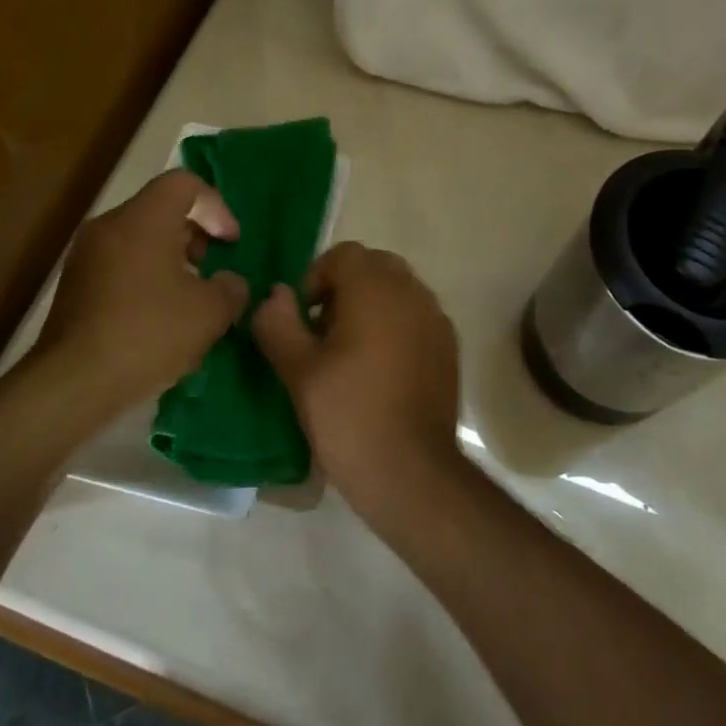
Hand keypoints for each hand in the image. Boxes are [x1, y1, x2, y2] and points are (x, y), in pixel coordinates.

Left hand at [33, 170, 249, 412]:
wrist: (74, 382)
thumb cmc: (149, 333)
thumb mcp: (210, 312)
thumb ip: (231, 288)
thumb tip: (231, 283)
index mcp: (143, 218)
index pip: (185, 183)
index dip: (216, 207)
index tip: (230, 243)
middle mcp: (110, 225)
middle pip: (161, 208)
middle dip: (195, 234)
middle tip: (213, 268)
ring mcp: (87, 255)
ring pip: (140, 237)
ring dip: (172, 257)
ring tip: (191, 296)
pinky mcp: (76, 284)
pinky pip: (121, 262)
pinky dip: (147, 275)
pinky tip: (160, 316)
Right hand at [251, 242, 462, 521]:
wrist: (410, 471)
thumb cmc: (347, 414)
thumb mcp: (297, 370)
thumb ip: (278, 322)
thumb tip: (276, 294)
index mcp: (375, 288)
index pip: (344, 254)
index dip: (316, 278)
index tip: (304, 318)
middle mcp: (412, 292)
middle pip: (374, 267)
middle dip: (345, 288)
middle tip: (323, 332)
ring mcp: (436, 319)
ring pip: (398, 291)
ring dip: (372, 306)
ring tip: (350, 353)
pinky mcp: (449, 347)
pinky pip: (417, 317)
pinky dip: (396, 326)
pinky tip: (381, 370)